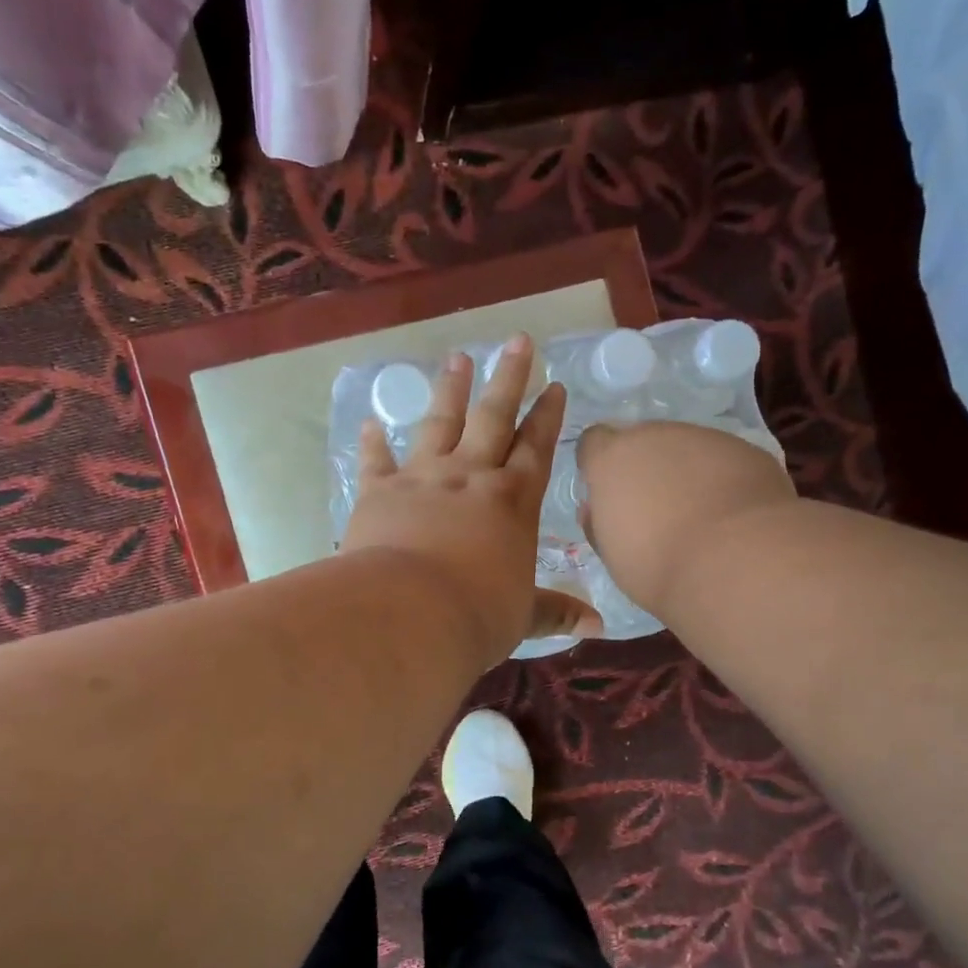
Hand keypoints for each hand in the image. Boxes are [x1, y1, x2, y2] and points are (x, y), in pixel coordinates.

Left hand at [341, 335, 601, 667]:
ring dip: (451, 391)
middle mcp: (471, 477)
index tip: (554, 385)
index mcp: (513, 502)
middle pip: (494, 417)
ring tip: (457, 358)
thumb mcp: (523, 616)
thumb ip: (556, 613)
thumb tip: (598, 626)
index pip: (536, 448)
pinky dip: (372, 443)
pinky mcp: (379, 492)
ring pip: (440, 423)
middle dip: (509, 378)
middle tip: (518, 340)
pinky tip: (370, 423)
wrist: (409, 613)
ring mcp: (423, 479)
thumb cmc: (477, 615)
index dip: (547, 417)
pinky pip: (376, 461)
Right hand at [577, 420, 797, 614]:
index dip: (599, 465)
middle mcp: (656, 435)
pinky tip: (733, 516)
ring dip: (686, 472)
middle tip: (655, 509)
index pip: (593, 442)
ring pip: (687, 448)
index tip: (608, 493)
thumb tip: (594, 509)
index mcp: (613, 458)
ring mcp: (706, 438)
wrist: (738, 562)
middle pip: (643, 441)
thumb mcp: (612, 553)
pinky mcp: (747, 450)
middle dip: (645, 467)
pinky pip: (725, 460)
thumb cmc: (658, 565)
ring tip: (700, 514)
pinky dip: (723, 479)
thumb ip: (599, 522)